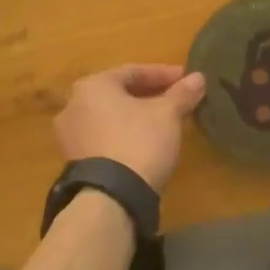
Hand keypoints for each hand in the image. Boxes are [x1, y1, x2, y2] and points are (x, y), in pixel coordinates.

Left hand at [54, 64, 206, 192]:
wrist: (111, 198)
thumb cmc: (139, 142)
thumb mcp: (167, 115)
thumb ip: (182, 93)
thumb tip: (199, 78)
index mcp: (93, 85)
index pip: (133, 71)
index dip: (163, 74)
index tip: (186, 79)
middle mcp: (73, 104)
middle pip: (118, 93)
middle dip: (149, 94)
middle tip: (176, 99)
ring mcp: (70, 135)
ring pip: (110, 116)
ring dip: (136, 115)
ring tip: (163, 122)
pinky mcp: (74, 160)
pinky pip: (103, 137)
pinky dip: (124, 134)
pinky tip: (144, 142)